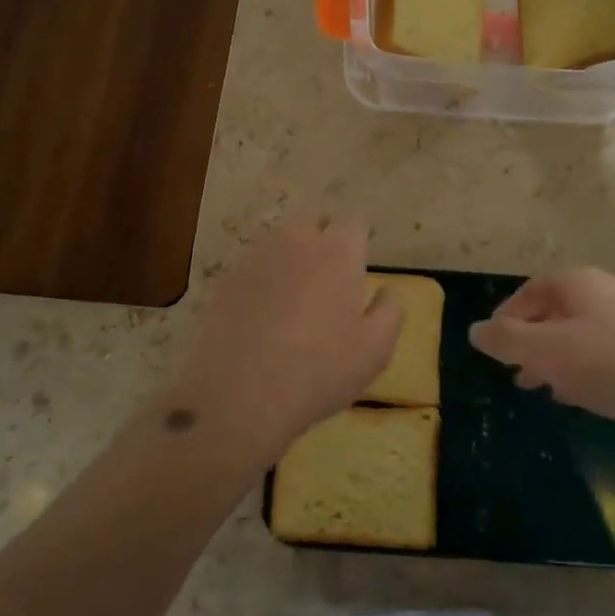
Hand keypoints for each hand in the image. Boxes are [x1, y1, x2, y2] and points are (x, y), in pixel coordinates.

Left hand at [170, 214, 400, 464]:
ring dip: (290, 254)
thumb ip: (390, 311)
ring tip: (295, 290)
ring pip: (278, 241)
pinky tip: (261, 311)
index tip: (362, 258)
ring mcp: (254, 258)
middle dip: (323, 235)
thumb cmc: (320, 370)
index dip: (360, 238)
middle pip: (312, 221)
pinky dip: (261, 279)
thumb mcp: (375, 349)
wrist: (240, 395)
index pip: (355, 223)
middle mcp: (296, 241)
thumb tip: (389, 290)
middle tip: (329, 270)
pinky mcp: (224, 280)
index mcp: (338, 251)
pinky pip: (251, 267)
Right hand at [469, 268, 614, 441]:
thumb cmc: (608, 364)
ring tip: (546, 389)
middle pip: (553, 312)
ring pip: (579, 334)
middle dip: (531, 343)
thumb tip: (475, 330)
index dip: (505, 320)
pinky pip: (605, 351)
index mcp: (576, 282)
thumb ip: (505, 340)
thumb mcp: (544, 352)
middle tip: (516, 374)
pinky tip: (583, 395)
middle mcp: (604, 290)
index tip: (494, 350)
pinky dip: (585, 368)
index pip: (527, 293)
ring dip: (556, 359)